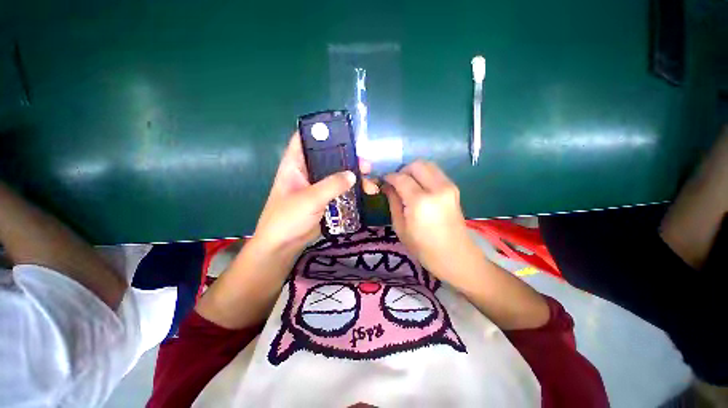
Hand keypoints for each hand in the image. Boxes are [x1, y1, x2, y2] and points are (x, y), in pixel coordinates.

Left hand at [253, 132, 377, 253]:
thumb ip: (331, 185)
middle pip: (330, 157)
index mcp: (295, 164)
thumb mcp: (309, 199)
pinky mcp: (326, 199)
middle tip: (366, 163)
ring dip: (355, 176)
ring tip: (371, 182)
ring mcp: (318, 186)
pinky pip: (342, 190)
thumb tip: (353, 175)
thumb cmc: (287, 218)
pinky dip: (354, 190)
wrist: (284, 246)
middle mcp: (308, 172)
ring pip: (339, 175)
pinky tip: (366, 193)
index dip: (321, 131)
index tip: (342, 130)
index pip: (305, 139)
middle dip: (349, 158)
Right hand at [383, 161, 473, 281]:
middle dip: (402, 170)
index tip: (383, 180)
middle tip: (395, 182)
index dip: (389, 177)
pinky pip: (436, 173)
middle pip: (416, 165)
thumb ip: (393, 202)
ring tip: (407, 184)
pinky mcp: (454, 189)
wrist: (455, 256)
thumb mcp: (400, 227)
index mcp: (420, 201)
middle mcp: (437, 188)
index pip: (401, 178)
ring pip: (428, 165)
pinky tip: (419, 187)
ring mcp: (448, 187)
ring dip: (414, 170)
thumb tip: (387, 186)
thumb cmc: (423, 247)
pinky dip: (424, 174)